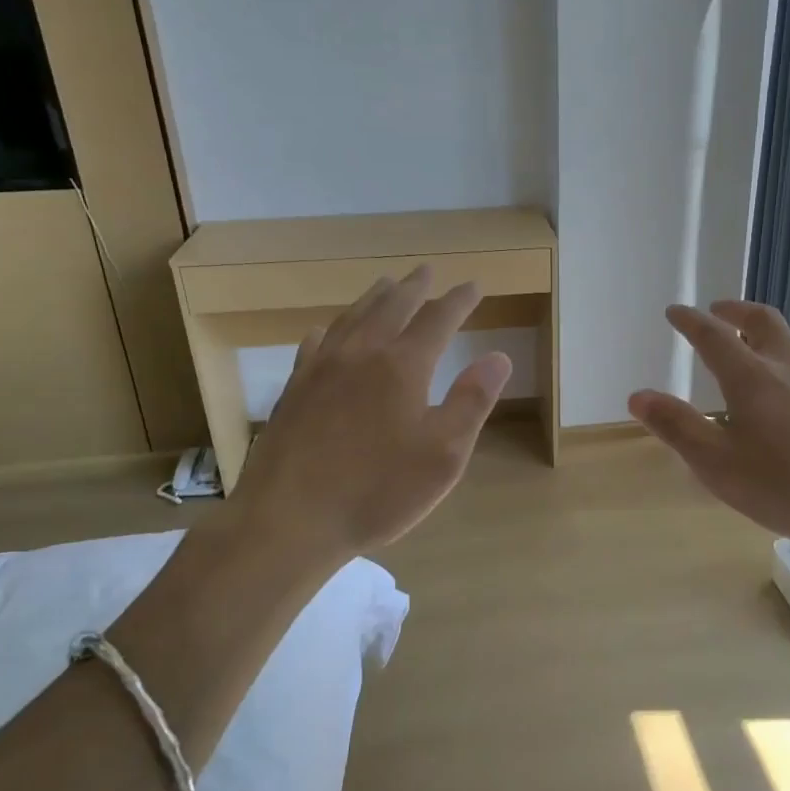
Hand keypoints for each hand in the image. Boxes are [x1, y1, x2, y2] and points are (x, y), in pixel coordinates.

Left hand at [222, 266, 511, 565]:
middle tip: (429, 271)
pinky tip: (330, 330)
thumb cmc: (378, 491)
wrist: (290, 519)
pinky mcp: (295, 389)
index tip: (474, 286)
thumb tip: (498, 356)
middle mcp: (362, 353)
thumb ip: (472, 401)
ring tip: (388, 285)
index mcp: (403, 366)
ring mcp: (322, 368)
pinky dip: (333, 328)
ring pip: (353, 317)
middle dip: (416, 287)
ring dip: (375, 297)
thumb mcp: (443, 455)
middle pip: (393, 306)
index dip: (460, 300)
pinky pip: (317, 343)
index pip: (439, 319)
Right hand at [628, 300, 789, 556]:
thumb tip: (639, 395)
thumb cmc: (786, 486)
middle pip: (762, 321)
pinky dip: (787, 367)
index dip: (690, 321)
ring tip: (750, 353)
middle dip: (735, 311)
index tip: (676, 312)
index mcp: (751, 377)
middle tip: (718, 310)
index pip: (713, 335)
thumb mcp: (717, 464)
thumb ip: (677, 427)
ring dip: (764, 336)